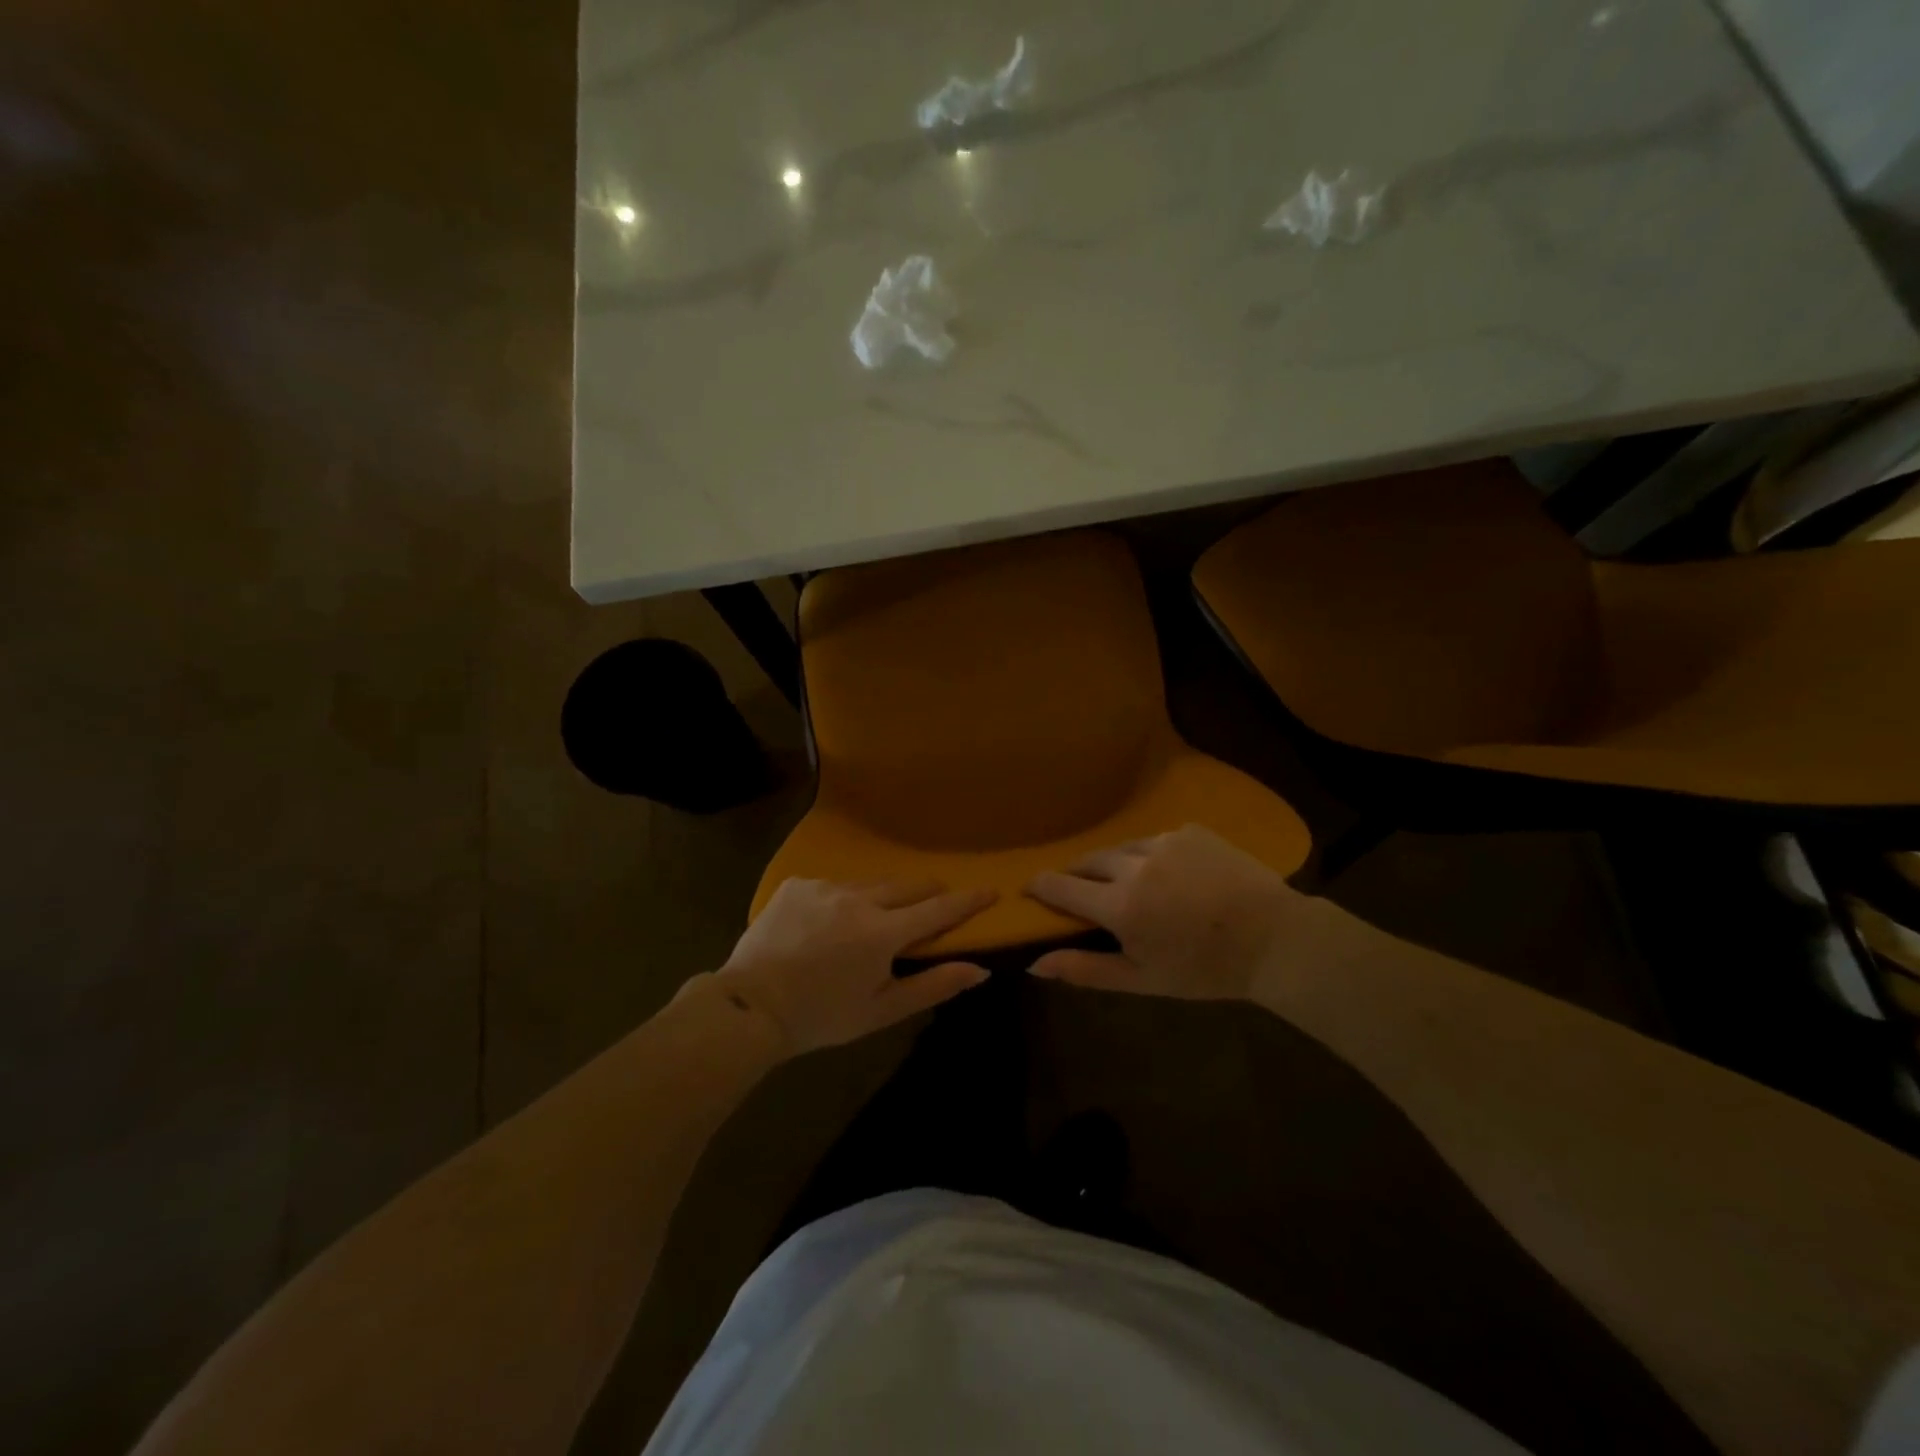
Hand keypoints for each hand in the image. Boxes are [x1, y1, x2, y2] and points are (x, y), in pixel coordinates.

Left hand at [707, 879, 997, 1055]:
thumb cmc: (822, 1016)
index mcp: (882, 932)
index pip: (937, 909)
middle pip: (907, 886)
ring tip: (874, 920)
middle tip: (935, 903)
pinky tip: (828, 923)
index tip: (991, 889)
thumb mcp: (881, 1009)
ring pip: (869, 884)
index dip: (967, 900)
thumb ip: (933, 986)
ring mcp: (824, 886)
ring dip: (881, 898)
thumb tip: (979, 969)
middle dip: (927, 893)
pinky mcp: (797, 884)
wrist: (749, 1007)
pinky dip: (841, 900)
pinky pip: (833, 885)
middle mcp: (857, 898)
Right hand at [1025, 825, 1302, 1000]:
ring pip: (1122, 848)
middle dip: (1077, 874)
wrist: (1275, 939)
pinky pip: (1156, 840)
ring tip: (1128, 883)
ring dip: (1115, 864)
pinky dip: (1151, 856)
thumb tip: (1034, 964)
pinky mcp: (1191, 831)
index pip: (1060, 885)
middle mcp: (1134, 864)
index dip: (1040, 886)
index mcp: (1119, 904)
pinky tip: (1170, 875)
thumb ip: (1085, 969)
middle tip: (1081, 891)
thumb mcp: (1142, 978)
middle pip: (1088, 860)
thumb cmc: (1205, 969)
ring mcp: (1164, 842)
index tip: (1029, 889)